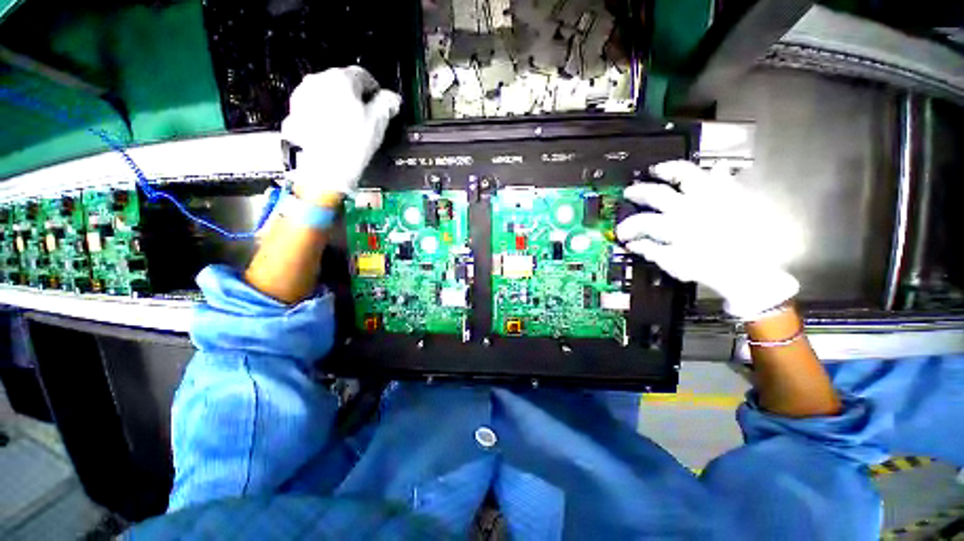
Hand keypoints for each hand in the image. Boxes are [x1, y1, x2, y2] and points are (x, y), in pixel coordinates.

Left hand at [281, 66, 401, 204]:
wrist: (325, 169)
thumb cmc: (352, 145)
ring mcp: (303, 95)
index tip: (380, 102)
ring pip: (327, 94)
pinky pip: (314, 107)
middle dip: (356, 97)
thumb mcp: (378, 123)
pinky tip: (333, 132)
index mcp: (341, 79)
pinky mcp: (295, 111)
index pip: (363, 75)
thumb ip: (386, 104)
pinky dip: (324, 115)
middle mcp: (318, 80)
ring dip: (339, 105)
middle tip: (366, 118)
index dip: (375, 89)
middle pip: (343, 83)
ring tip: (349, 128)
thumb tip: (393, 98)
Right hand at [616, 160, 801, 319]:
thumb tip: (633, 244)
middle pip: (656, 193)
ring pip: (686, 174)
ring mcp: (711, 199)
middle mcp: (688, 208)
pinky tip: (714, 169)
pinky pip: (724, 178)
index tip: (622, 232)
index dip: (627, 226)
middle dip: (638, 192)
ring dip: (669, 170)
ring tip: (658, 169)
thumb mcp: (673, 264)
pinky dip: (718, 172)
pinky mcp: (731, 198)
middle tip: (630, 191)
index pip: (641, 221)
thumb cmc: (709, 269)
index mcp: (673, 226)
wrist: (747, 271)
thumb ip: (651, 250)